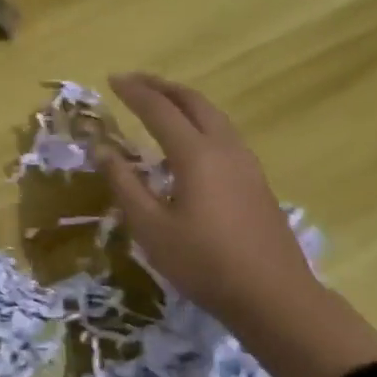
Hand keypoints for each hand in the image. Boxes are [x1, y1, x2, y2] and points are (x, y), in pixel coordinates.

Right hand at [98, 73, 376, 376]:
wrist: (273, 296)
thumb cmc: (203, 263)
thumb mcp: (150, 227)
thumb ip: (125, 184)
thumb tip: (103, 150)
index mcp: (196, 155)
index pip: (159, 110)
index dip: (134, 93)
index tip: (111, 79)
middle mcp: (224, 149)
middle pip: (194, 102)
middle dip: (162, 87)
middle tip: (134, 82)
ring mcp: (246, 164)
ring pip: (214, 116)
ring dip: (184, 102)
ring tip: (159, 103)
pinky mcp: (255, 181)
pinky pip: (223, 134)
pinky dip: (199, 122)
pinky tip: (187, 142)